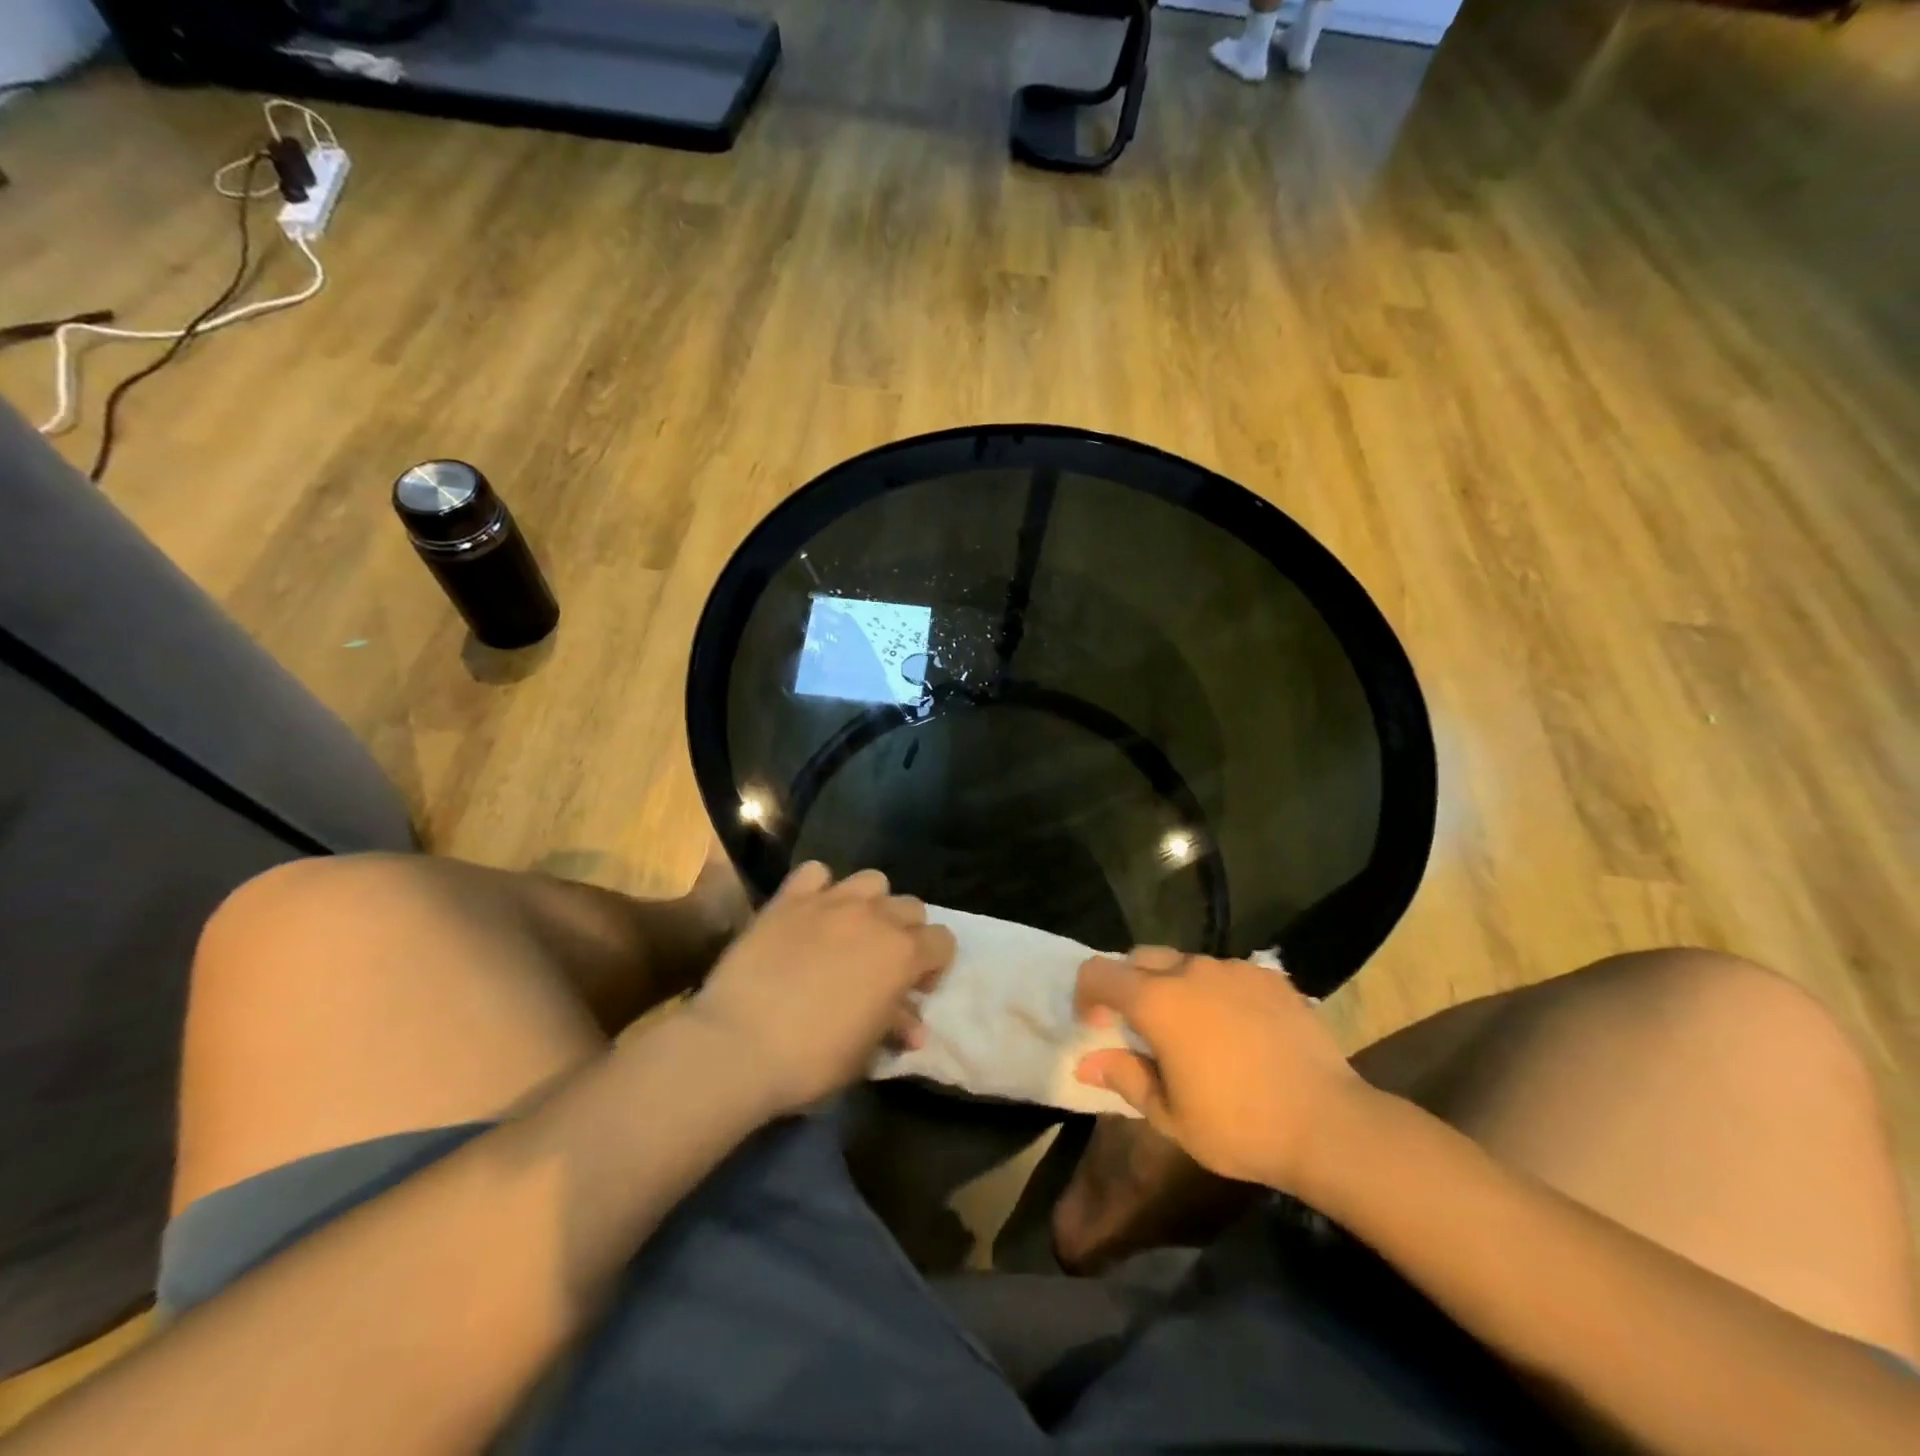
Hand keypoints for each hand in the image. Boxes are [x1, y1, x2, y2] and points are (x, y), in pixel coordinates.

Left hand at [690, 862, 954, 1115]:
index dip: (934, 966)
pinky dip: (819, 889)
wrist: (738, 1045)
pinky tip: (809, 914)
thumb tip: (912, 1026)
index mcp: (902, 955)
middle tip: (882, 965)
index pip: (943, 941)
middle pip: (911, 907)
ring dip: (870, 904)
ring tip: (850, 932)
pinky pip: (816, 873)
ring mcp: (830, 902)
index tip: (914, 990)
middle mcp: (875, 917)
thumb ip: (893, 1026)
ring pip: (871, 881)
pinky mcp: (789, 898)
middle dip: (906, 933)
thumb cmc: (812, 1060)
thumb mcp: (864, 1053)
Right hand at [1073, 948, 1367, 1194]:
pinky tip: (1239, 1030)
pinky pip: (1227, 973)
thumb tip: (1087, 1062)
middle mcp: (1190, 971)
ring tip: (1196, 1031)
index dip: (1087, 994)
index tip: (1097, 1025)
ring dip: (1175, 988)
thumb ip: (1124, 1078)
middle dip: (1129, 985)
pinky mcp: (1269, 976)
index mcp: (1157, 1000)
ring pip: (1185, 964)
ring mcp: (1233, 968)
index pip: (1099, 973)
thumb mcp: (1170, 1116)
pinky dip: (1217, 992)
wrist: (1329, 1124)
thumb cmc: (1239, 1126)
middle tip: (1141, 1028)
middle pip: (1140, 958)